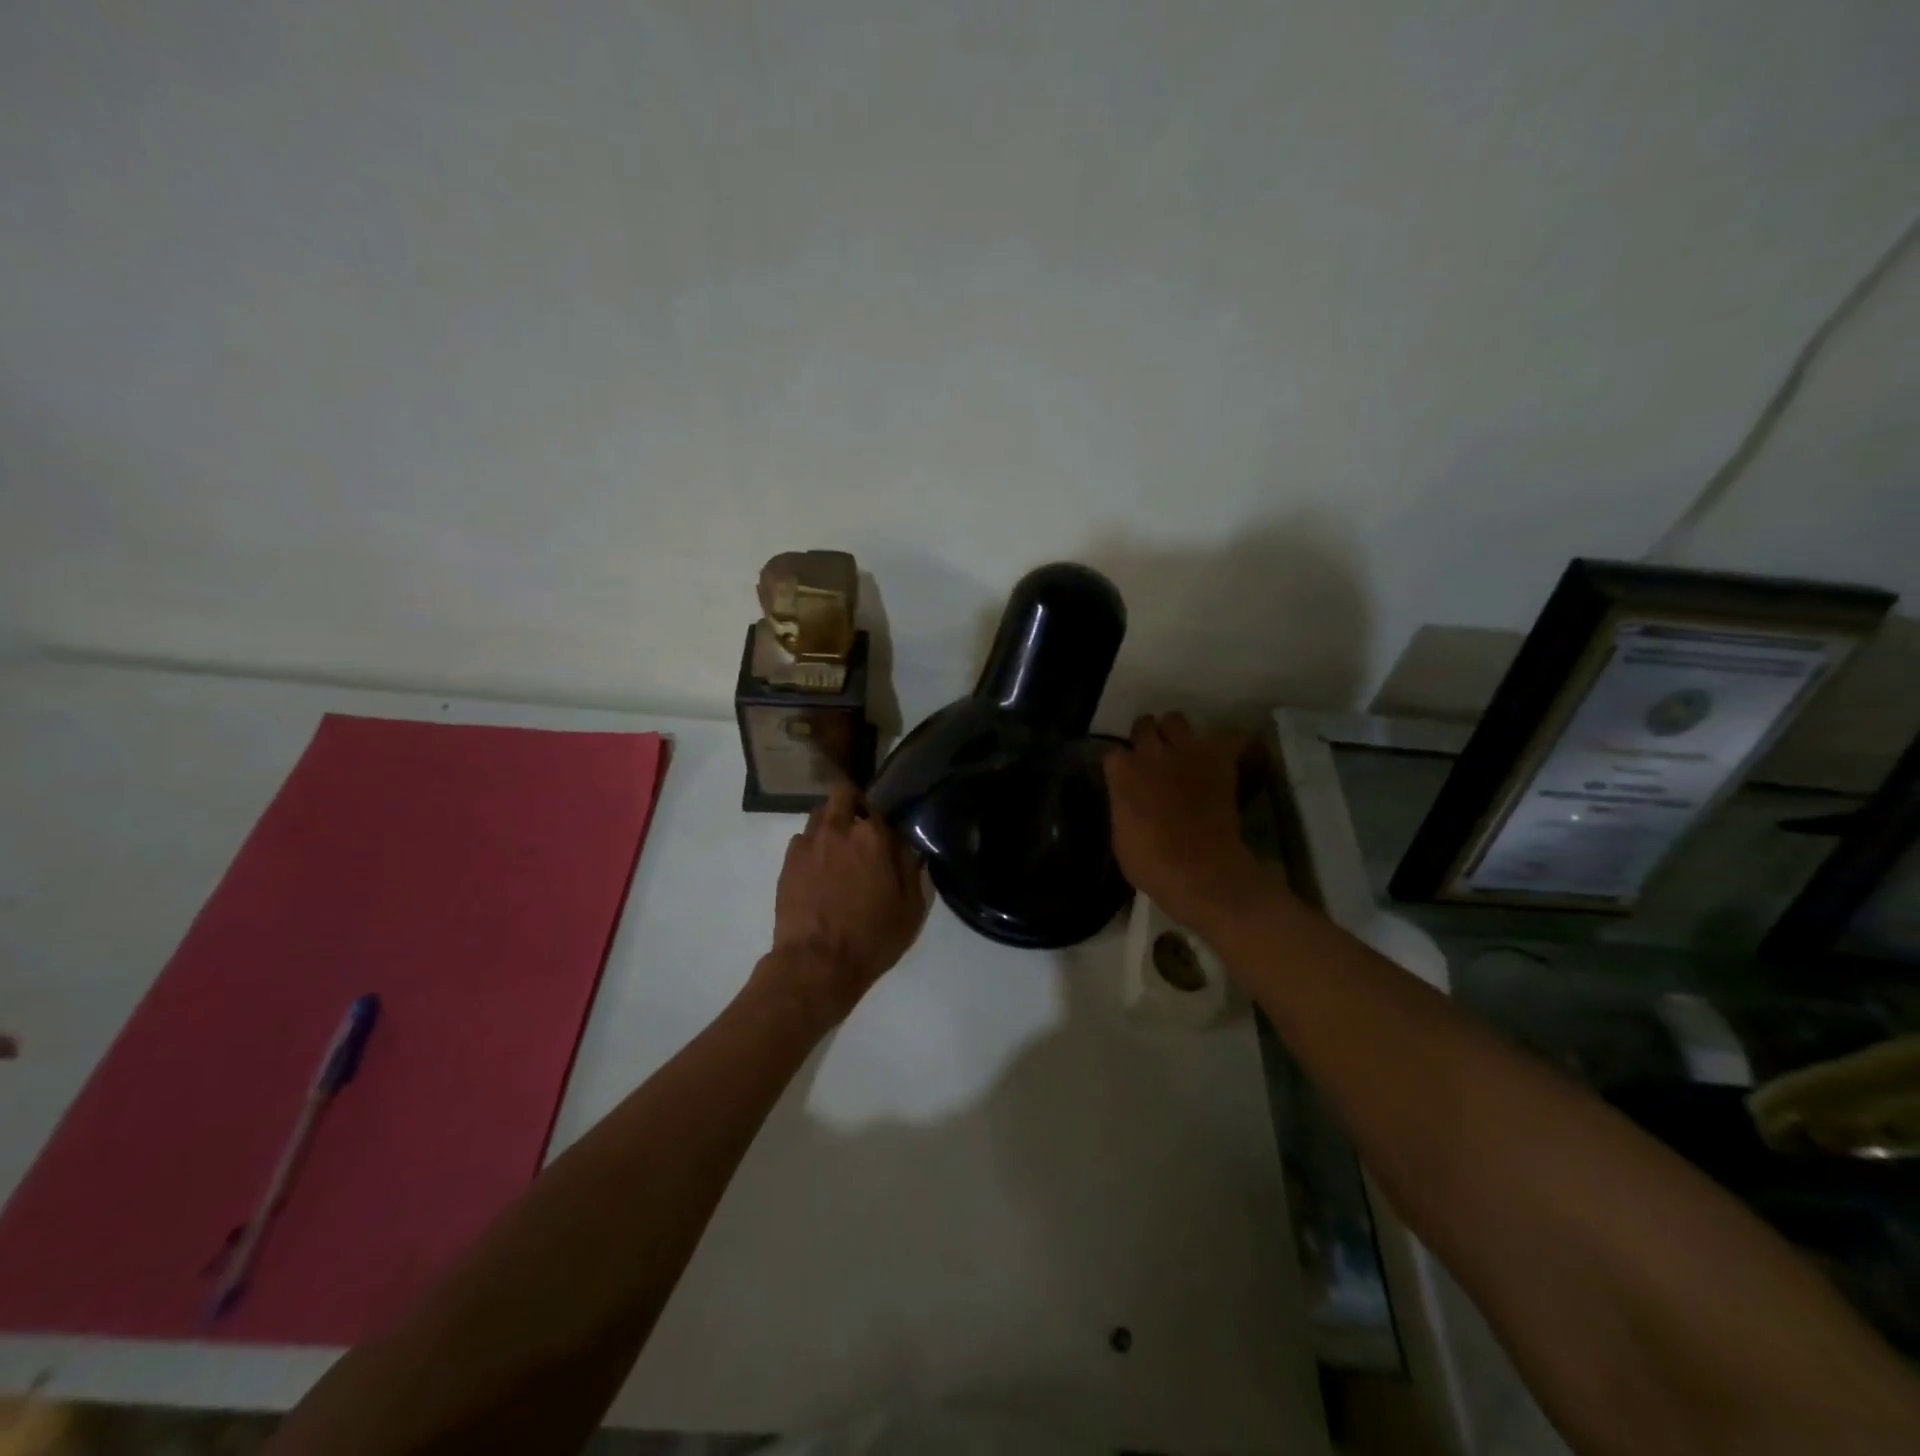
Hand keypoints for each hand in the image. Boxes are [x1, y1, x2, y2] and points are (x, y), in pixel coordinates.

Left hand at [758, 782, 927, 1026]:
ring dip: (832, 823)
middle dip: (853, 803)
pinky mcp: (788, 862)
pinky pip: (803, 839)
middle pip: (843, 794)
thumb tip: (909, 845)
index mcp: (872, 836)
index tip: (889, 831)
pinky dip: (814, 846)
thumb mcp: (910, 908)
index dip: (885, 817)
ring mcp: (808, 843)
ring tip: (839, 849)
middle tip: (862, 829)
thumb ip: (912, 868)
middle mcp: (838, 829)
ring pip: (820, 814)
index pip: (881, 806)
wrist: (816, 964)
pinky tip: (820, 870)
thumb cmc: (872, 937)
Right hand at [1102, 713, 1279, 931]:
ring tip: (1181, 750)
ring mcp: (1187, 752)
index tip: (1122, 776)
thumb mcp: (1120, 835)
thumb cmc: (1150, 863)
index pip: (1111, 752)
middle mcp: (1152, 753)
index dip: (1119, 765)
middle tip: (1151, 756)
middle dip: (1145, 736)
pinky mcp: (1219, 760)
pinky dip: (1223, 744)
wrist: (1200, 870)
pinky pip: (1226, 737)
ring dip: (1176, 733)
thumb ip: (1123, 804)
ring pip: (1176, 719)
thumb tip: (1128, 797)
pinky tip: (1220, 756)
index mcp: (1122, 773)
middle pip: (1144, 725)